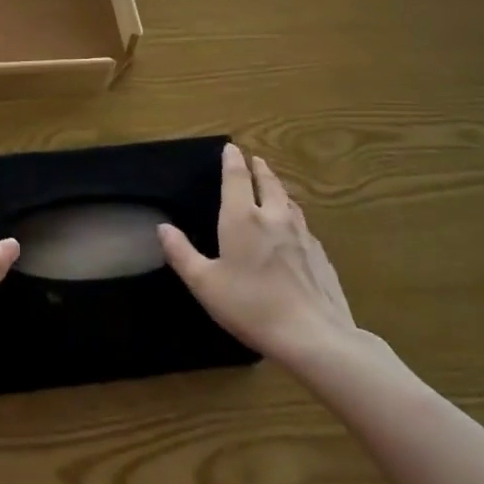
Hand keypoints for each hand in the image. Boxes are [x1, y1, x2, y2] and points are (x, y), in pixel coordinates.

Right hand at [158, 143, 362, 370]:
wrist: (314, 336)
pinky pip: (303, 224)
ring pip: (289, 201)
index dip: (232, 160)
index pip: (236, 178)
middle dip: (259, 169)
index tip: (231, 147)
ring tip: (273, 186)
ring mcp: (302, 235)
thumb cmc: (251, 306)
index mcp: (242, 218)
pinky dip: (293, 214)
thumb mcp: (204, 284)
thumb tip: (163, 227)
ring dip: (278, 188)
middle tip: (255, 159)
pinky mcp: (320, 255)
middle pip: (268, 183)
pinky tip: (293, 227)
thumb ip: (181, 253)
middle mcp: (274, 217)